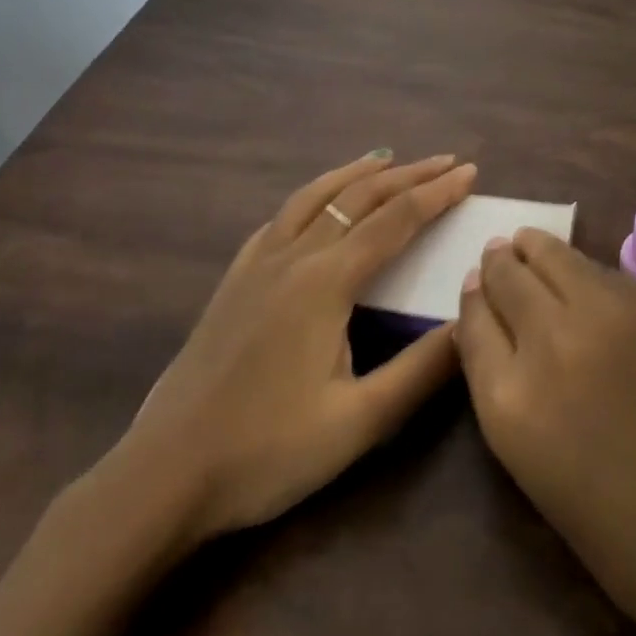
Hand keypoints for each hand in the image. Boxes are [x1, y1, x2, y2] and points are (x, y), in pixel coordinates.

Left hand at [93, 151, 476, 554]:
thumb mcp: (358, 422)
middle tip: (446, 161)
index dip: (436, 193)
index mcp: (325, 283)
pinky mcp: (232, 282)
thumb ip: (420, 370)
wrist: (165, 476)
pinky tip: (316, 205)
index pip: (395, 221)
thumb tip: (470, 324)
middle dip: (407, 175)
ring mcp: (255, 266)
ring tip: (386, 159)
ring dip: (356, 174)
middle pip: (358, 198)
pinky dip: (312, 198)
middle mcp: (292, 258)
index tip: (470, 172)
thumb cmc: (267, 452)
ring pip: (313, 198)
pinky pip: (279, 220)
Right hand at [455, 230, 635, 635]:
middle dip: (497, 265)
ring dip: (535, 250)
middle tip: (498, 255)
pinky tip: (580, 275)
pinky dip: (580, 267)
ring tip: (529, 245)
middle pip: (507, 278)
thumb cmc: (623, 535)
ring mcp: (605, 316)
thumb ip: (505, 394)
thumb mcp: (535, 471)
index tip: (475, 287)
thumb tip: (496, 336)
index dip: (473, 300)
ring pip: (553, 256)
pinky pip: (600, 271)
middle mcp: (550, 343)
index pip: (472, 323)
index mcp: (510, 402)